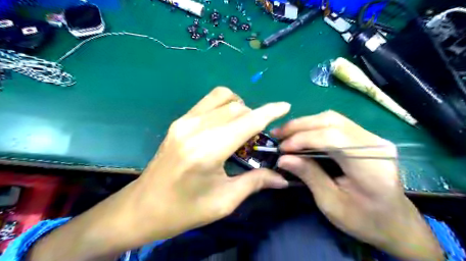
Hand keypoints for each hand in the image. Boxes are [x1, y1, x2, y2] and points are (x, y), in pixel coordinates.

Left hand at [128, 87, 290, 243]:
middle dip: (255, 116)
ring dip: (239, 107)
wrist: (143, 207)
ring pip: (222, 97)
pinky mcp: (179, 121)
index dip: (269, 112)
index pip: (247, 121)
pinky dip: (224, 106)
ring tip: (243, 126)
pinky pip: (208, 102)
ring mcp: (184, 121)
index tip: (285, 106)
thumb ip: (255, 182)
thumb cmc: (184, 209)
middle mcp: (196, 128)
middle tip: (259, 136)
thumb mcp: (224, 201)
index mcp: (208, 149)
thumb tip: (282, 178)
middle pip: (237, 107)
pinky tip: (225, 124)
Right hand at [271, 111, 440, 260]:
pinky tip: (301, 133)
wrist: (395, 222)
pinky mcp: (366, 137)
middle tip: (277, 134)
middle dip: (300, 126)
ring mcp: (372, 138)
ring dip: (305, 123)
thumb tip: (283, 158)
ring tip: (285, 133)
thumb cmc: (364, 219)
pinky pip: (336, 123)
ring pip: (333, 118)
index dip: (304, 139)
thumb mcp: (331, 204)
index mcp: (371, 166)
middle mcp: (375, 144)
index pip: (333, 138)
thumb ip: (309, 176)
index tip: (282, 148)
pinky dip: (314, 126)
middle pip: (332, 121)